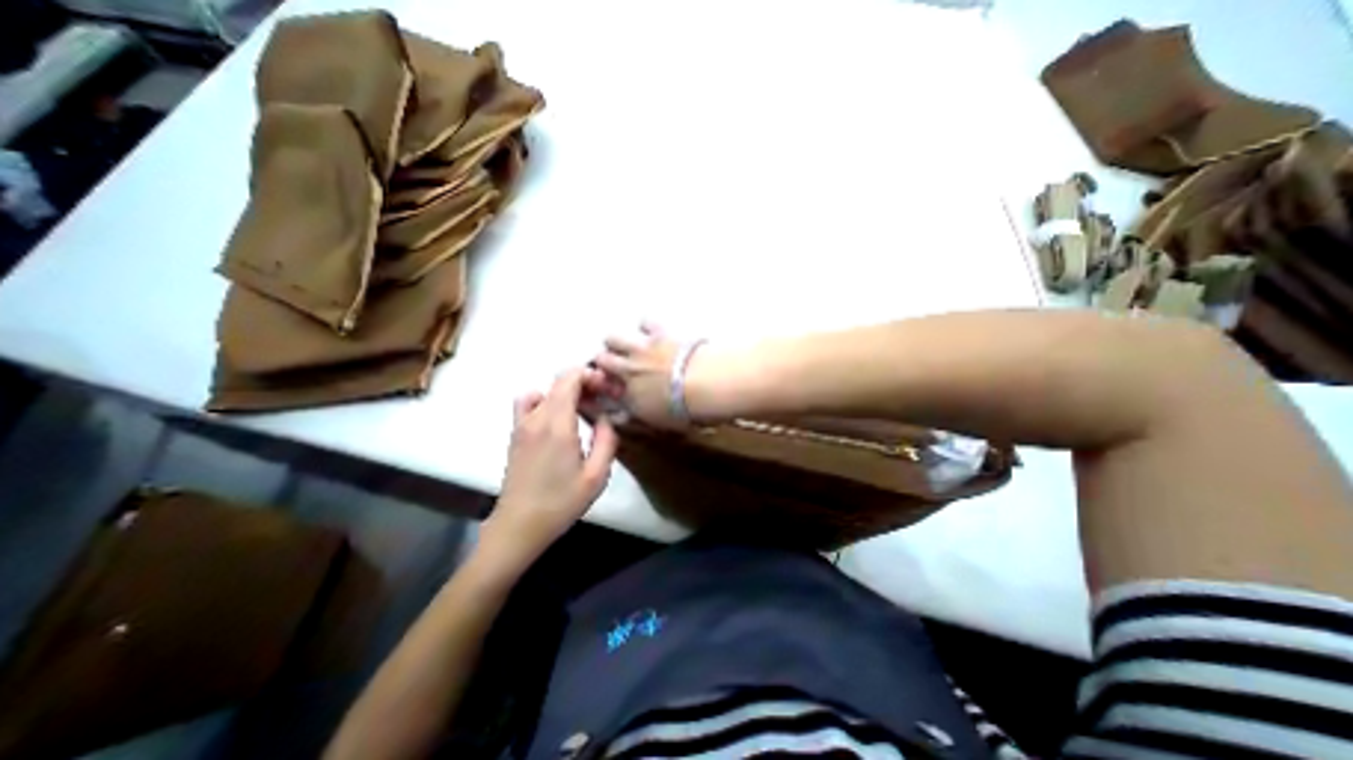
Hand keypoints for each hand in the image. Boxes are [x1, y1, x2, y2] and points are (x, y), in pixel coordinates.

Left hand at [476, 369, 617, 575]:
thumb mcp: (597, 476)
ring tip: (582, 406)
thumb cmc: (561, 503)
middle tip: (601, 398)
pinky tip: (555, 416)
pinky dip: (544, 399)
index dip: (589, 374)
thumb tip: (606, 418)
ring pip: (545, 390)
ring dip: (565, 391)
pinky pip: (528, 403)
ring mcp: (521, 424)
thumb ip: (606, 441)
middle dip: (582, 382)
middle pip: (558, 382)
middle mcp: (537, 418)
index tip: (605, 387)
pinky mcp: (515, 433)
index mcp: (558, 425)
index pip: (569, 380)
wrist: (519, 525)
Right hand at [592, 316, 718, 426]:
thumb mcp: (662, 423)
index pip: (606, 389)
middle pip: (601, 359)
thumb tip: (633, 413)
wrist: (705, 382)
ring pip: (613, 338)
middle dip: (604, 361)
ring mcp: (641, 349)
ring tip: (626, 346)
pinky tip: (649, 329)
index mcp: (629, 396)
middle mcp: (628, 370)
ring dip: (616, 342)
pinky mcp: (659, 333)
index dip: (607, 386)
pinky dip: (645, 325)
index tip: (613, 386)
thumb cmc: (686, 409)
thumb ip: (643, 416)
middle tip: (614, 364)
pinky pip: (644, 322)